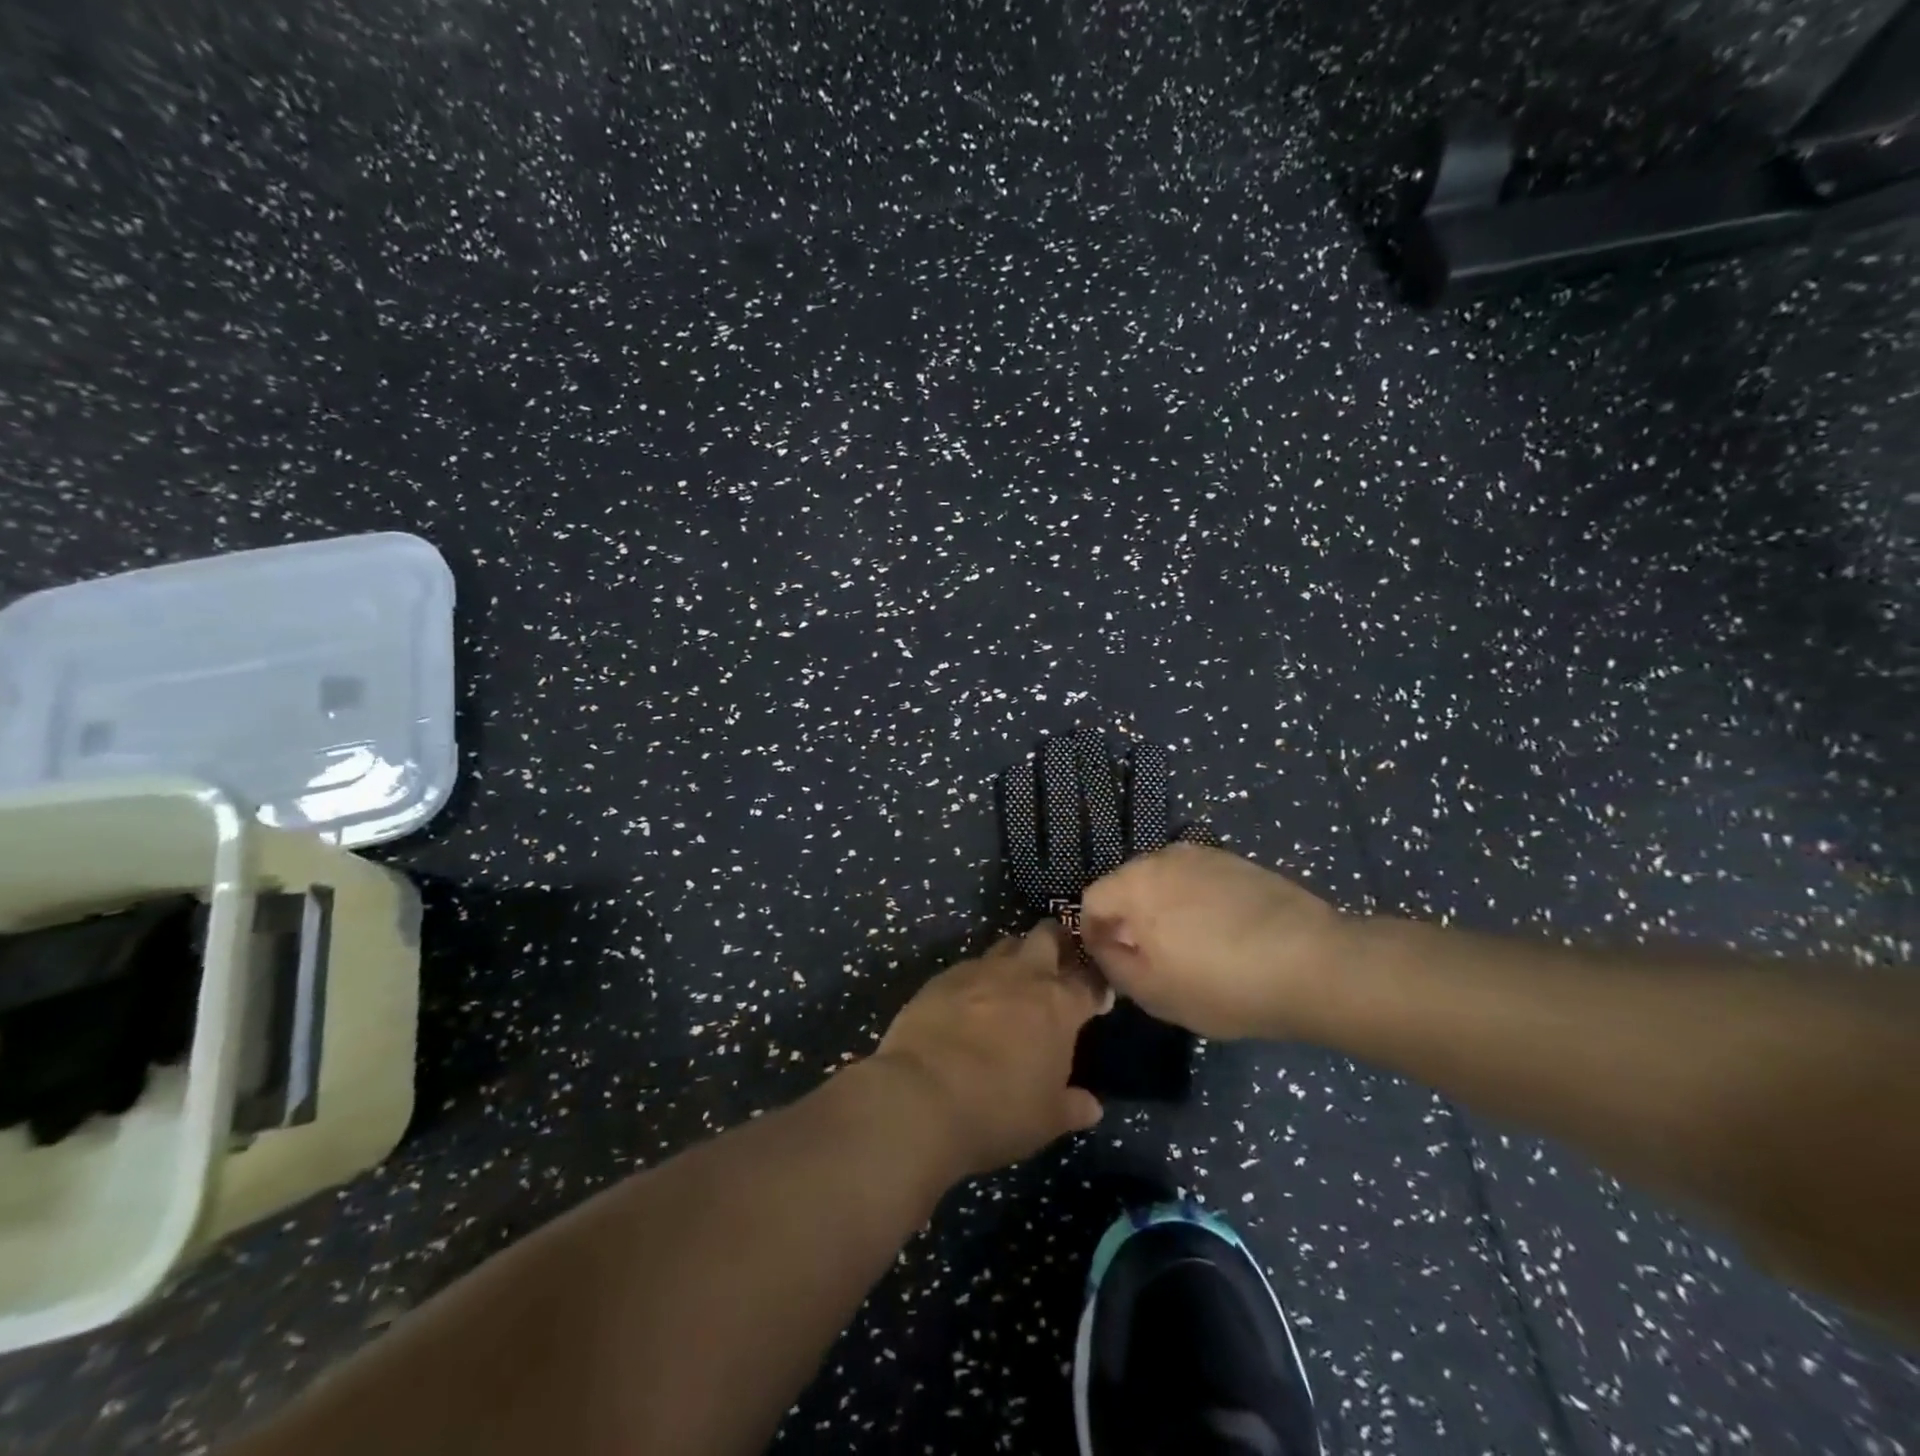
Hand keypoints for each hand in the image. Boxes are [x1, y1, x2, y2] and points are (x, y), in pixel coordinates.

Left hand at [871, 922, 1104, 1179]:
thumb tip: (1091, 1105)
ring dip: (1016, 956)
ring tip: (1015, 980)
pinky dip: (978, 978)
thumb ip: (1072, 1106)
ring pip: (1007, 944)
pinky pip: (970, 966)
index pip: (1089, 981)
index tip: (1098, 996)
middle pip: (1047, 936)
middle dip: (1058, 941)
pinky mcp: (942, 977)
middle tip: (1059, 961)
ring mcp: (979, 970)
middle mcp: (1022, 975)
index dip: (1097, 986)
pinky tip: (971, 1001)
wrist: (921, 1096)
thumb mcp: (1046, 1120)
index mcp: (1058, 1005)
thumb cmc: (998, 1111)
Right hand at [1079, 842, 1348, 1039]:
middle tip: (1151, 959)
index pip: (1091, 900)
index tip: (1114, 965)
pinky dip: (1197, 903)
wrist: (1313, 963)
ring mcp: (1204, 855)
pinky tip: (1223, 935)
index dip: (1094, 934)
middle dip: (1129, 918)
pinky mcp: (1238, 862)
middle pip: (1127, 885)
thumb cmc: (1222, 984)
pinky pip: (1199, 881)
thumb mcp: (1153, 993)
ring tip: (1191, 948)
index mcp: (1135, 884)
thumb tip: (1104, 945)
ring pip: (1164, 881)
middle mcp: (1163, 857)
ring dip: (1164, 909)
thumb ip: (1113, 965)